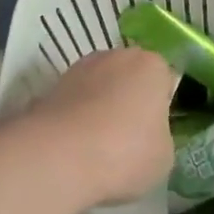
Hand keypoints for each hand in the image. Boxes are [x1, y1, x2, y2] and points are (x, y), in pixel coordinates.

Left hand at [23, 47, 177, 208]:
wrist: (59, 157)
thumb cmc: (125, 153)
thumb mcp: (163, 156)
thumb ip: (159, 136)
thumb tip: (145, 136)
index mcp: (151, 66)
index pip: (163, 80)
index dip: (160, 107)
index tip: (153, 133)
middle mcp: (115, 57)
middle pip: (128, 78)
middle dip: (128, 102)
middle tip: (127, 140)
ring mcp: (79, 69)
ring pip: (98, 88)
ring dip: (99, 108)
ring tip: (97, 148)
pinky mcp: (50, 87)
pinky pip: (73, 104)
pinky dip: (75, 119)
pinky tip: (73, 148)